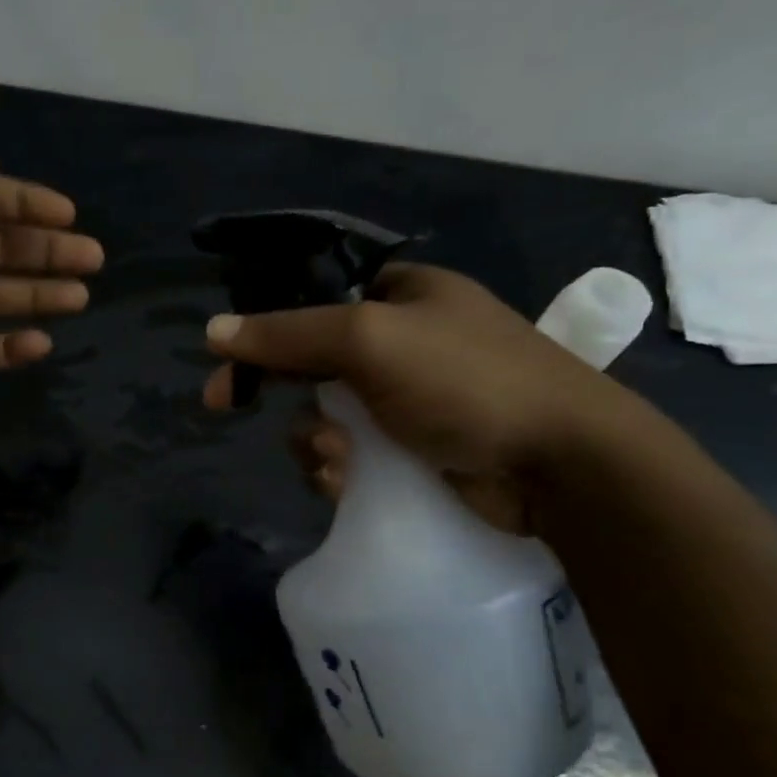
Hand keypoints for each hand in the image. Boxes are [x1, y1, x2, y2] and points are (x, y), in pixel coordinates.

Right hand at [204, 265, 645, 532]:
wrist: (561, 466)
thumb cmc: (466, 382)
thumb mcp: (369, 341)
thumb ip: (288, 333)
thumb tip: (215, 330)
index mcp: (400, 295)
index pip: (313, 300)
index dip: (264, 329)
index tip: (224, 362)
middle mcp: (404, 342)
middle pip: (311, 362)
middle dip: (286, 392)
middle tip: (230, 407)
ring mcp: (412, 400)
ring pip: (325, 415)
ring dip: (313, 439)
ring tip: (338, 459)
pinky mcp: (416, 450)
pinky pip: (351, 455)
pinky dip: (339, 468)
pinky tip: (349, 482)